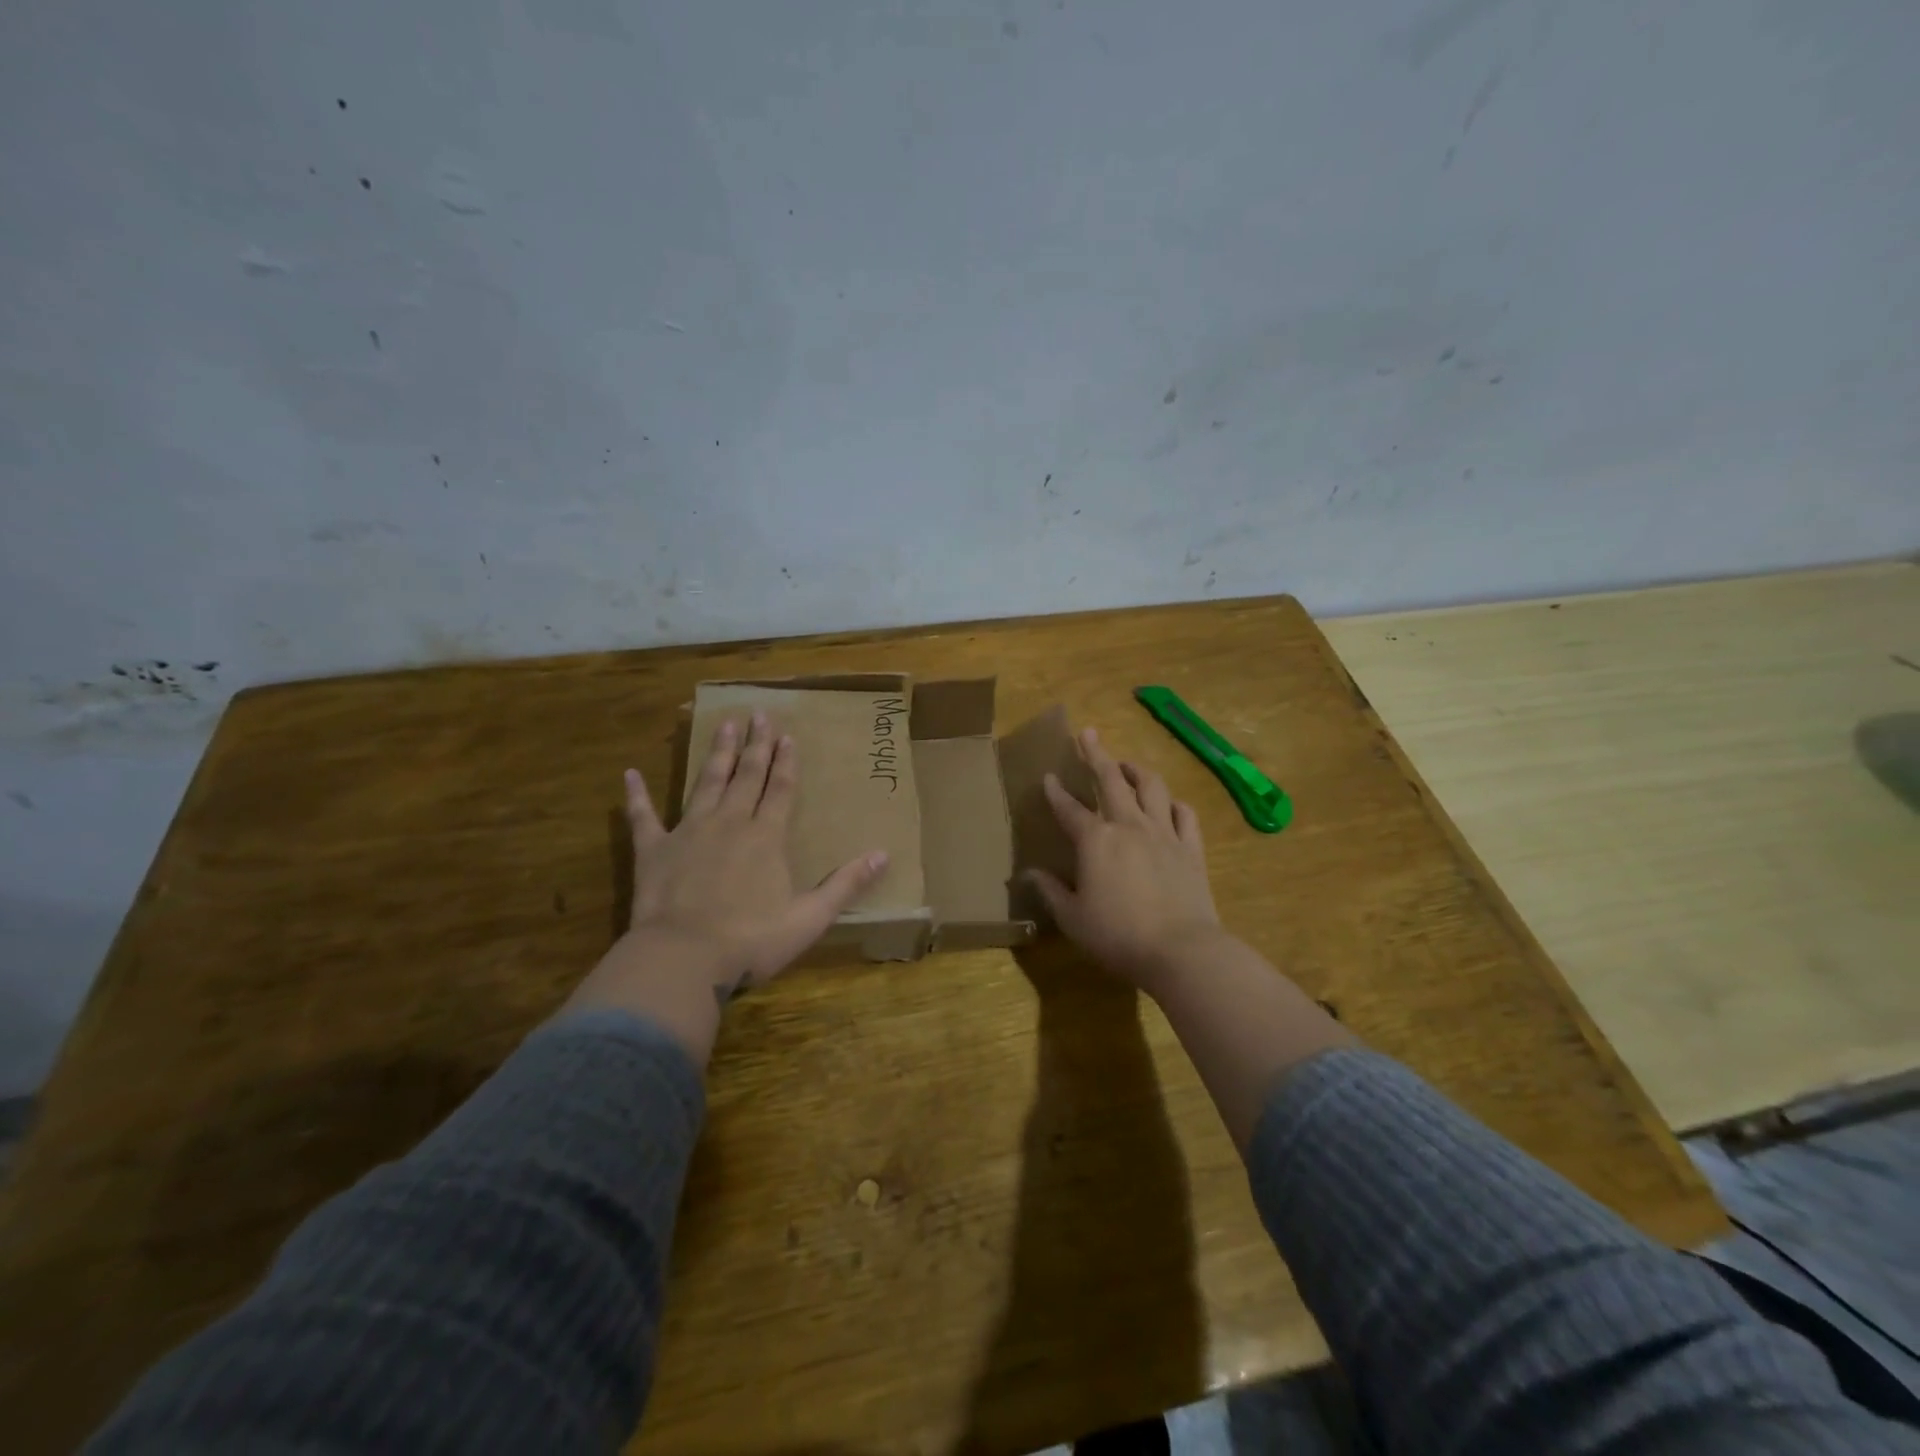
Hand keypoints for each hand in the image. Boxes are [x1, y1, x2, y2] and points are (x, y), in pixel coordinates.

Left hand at [564, 712, 887, 1055]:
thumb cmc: (751, 940)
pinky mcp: (654, 850)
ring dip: (716, 754)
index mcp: (767, 837)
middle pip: (746, 776)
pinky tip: (629, 774)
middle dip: (756, 745)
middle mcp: (730, 823)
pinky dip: (636, 796)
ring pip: (706, 783)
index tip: (788, 735)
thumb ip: (847, 884)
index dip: (787, 761)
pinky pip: (643, 817)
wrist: (683, 957)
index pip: (781, 789)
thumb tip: (885, 854)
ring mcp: (689, 832)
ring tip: (723, 724)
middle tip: (759, 715)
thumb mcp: (810, 917)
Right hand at [1025, 726, 1223, 992]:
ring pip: (1152, 787)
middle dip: (1096, 754)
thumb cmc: (1117, 936)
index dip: (1056, 792)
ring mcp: (1164, 833)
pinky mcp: (1191, 848)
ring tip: (1127, 764)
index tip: (1048, 776)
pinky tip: (1170, 803)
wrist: (1181, 950)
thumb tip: (1028, 874)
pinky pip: (1185, 814)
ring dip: (1137, 770)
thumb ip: (1050, 891)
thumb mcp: (1073, 918)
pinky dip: (1174, 804)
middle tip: (1088, 734)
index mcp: (1095, 840)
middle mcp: (1129, 825)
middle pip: (1111, 780)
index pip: (1069, 808)